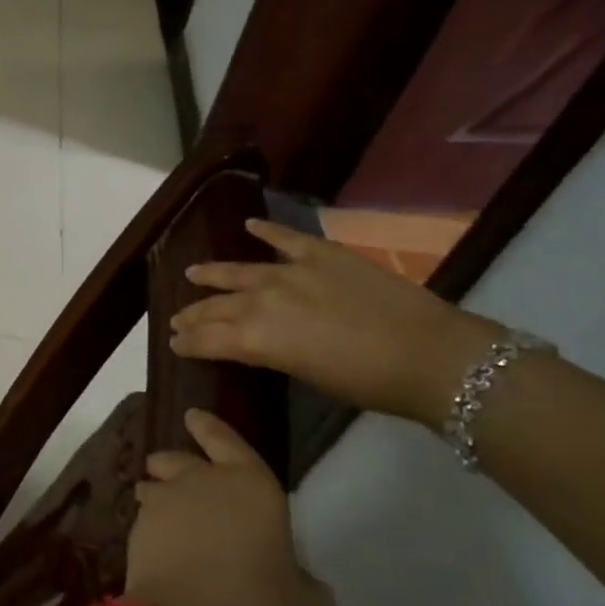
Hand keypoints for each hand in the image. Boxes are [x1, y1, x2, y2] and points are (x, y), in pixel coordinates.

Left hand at [124, 409, 334, 605]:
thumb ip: (303, 582)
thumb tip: (294, 577)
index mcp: (251, 487)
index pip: (228, 442)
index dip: (211, 429)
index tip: (194, 416)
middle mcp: (202, 483)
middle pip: (182, 460)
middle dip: (178, 462)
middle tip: (176, 471)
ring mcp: (163, 504)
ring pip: (156, 486)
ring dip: (159, 493)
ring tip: (167, 512)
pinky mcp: (135, 530)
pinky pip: (146, 520)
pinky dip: (153, 529)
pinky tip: (163, 550)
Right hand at [169, 218, 498, 428]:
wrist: (430, 354)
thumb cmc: (367, 382)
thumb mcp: (305, 374)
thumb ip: (271, 353)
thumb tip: (255, 343)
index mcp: (255, 337)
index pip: (207, 338)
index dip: (187, 341)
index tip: (174, 343)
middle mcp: (261, 300)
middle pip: (215, 306)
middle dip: (193, 314)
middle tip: (177, 320)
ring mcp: (290, 271)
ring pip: (238, 271)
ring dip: (212, 273)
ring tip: (193, 274)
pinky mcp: (320, 253)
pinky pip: (285, 238)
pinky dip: (266, 229)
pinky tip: (249, 224)